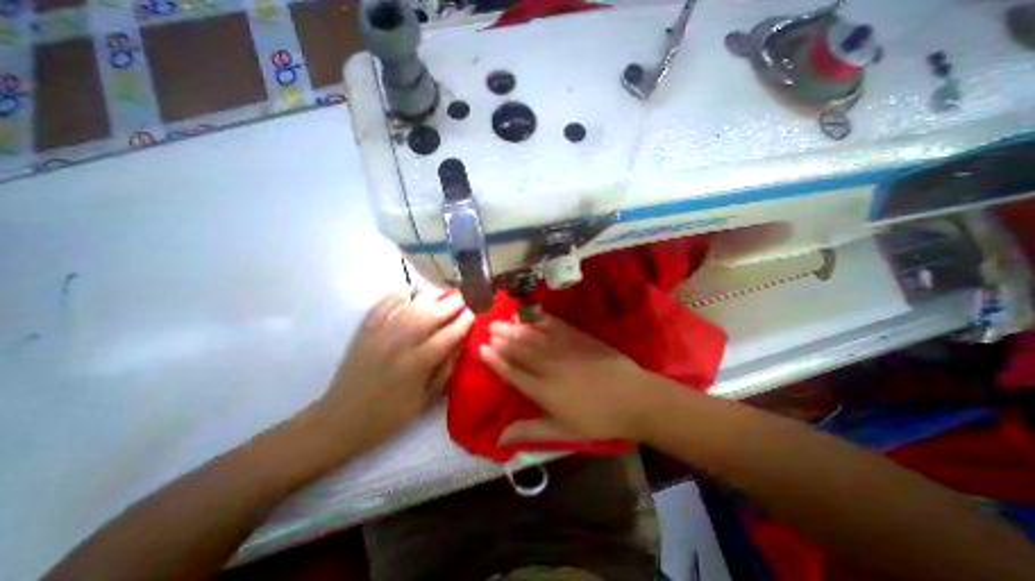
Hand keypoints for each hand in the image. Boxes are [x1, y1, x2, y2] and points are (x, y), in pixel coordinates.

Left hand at [309, 289, 472, 454]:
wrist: (340, 420)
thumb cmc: (388, 416)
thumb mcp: (425, 401)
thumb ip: (446, 371)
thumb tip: (461, 344)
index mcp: (415, 365)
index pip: (446, 336)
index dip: (463, 323)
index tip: (475, 314)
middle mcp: (398, 345)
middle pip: (429, 316)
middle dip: (451, 304)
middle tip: (464, 298)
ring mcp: (379, 334)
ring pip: (409, 306)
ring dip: (430, 296)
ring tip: (445, 291)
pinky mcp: (365, 331)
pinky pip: (382, 305)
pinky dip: (397, 295)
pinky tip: (411, 291)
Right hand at [479, 316, 672, 447]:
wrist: (633, 398)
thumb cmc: (597, 419)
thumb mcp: (562, 433)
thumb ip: (529, 431)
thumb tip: (498, 439)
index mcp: (543, 391)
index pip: (512, 372)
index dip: (496, 360)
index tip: (482, 349)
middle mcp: (549, 366)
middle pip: (520, 349)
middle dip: (501, 338)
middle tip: (487, 328)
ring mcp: (564, 349)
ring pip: (533, 335)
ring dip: (515, 327)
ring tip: (502, 320)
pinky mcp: (579, 338)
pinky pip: (555, 326)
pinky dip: (540, 319)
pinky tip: (531, 315)